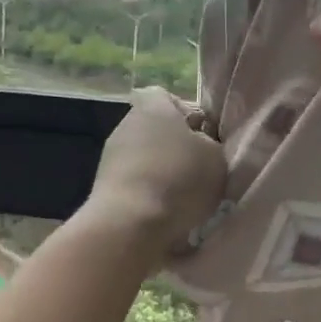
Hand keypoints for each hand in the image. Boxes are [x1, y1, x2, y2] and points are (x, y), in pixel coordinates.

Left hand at [83, 87, 227, 253]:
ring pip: (146, 157)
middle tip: (199, 170)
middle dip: (176, 147)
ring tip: (185, 198)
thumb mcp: (216, 157)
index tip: (204, 136)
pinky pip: (135, 183)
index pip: (166, 96)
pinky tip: (166, 213)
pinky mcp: (104, 187)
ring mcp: (111, 156)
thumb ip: (210, 144)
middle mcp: (127, 124)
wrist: (130, 225)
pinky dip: (149, 194)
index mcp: (153, 107)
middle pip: (156, 129)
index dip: (187, 113)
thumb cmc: (179, 179)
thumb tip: (200, 146)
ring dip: (163, 172)